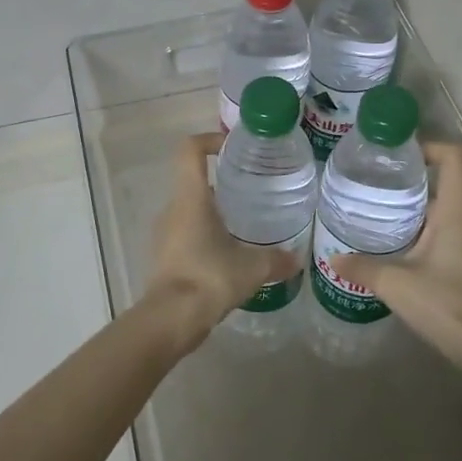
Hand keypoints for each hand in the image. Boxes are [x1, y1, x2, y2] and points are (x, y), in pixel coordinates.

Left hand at [142, 133, 298, 351]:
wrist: (170, 320)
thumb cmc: (210, 278)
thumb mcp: (252, 267)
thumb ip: (277, 259)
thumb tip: (297, 259)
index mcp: (191, 198)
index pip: (190, 150)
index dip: (210, 140)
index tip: (234, 148)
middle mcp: (173, 209)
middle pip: (194, 180)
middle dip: (222, 182)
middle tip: (253, 190)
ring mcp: (164, 234)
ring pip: (191, 210)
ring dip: (214, 212)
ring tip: (245, 224)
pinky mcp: (164, 257)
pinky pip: (186, 234)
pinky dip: (206, 236)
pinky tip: (229, 255)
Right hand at [335, 142, 461, 364]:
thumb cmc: (446, 303)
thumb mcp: (395, 283)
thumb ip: (362, 268)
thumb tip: (333, 259)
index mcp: (456, 212)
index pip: (453, 159)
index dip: (429, 147)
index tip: (399, 155)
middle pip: (444, 187)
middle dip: (412, 185)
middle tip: (377, 190)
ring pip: (446, 216)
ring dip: (419, 215)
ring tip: (383, 221)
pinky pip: (450, 239)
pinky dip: (428, 238)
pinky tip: (403, 256)